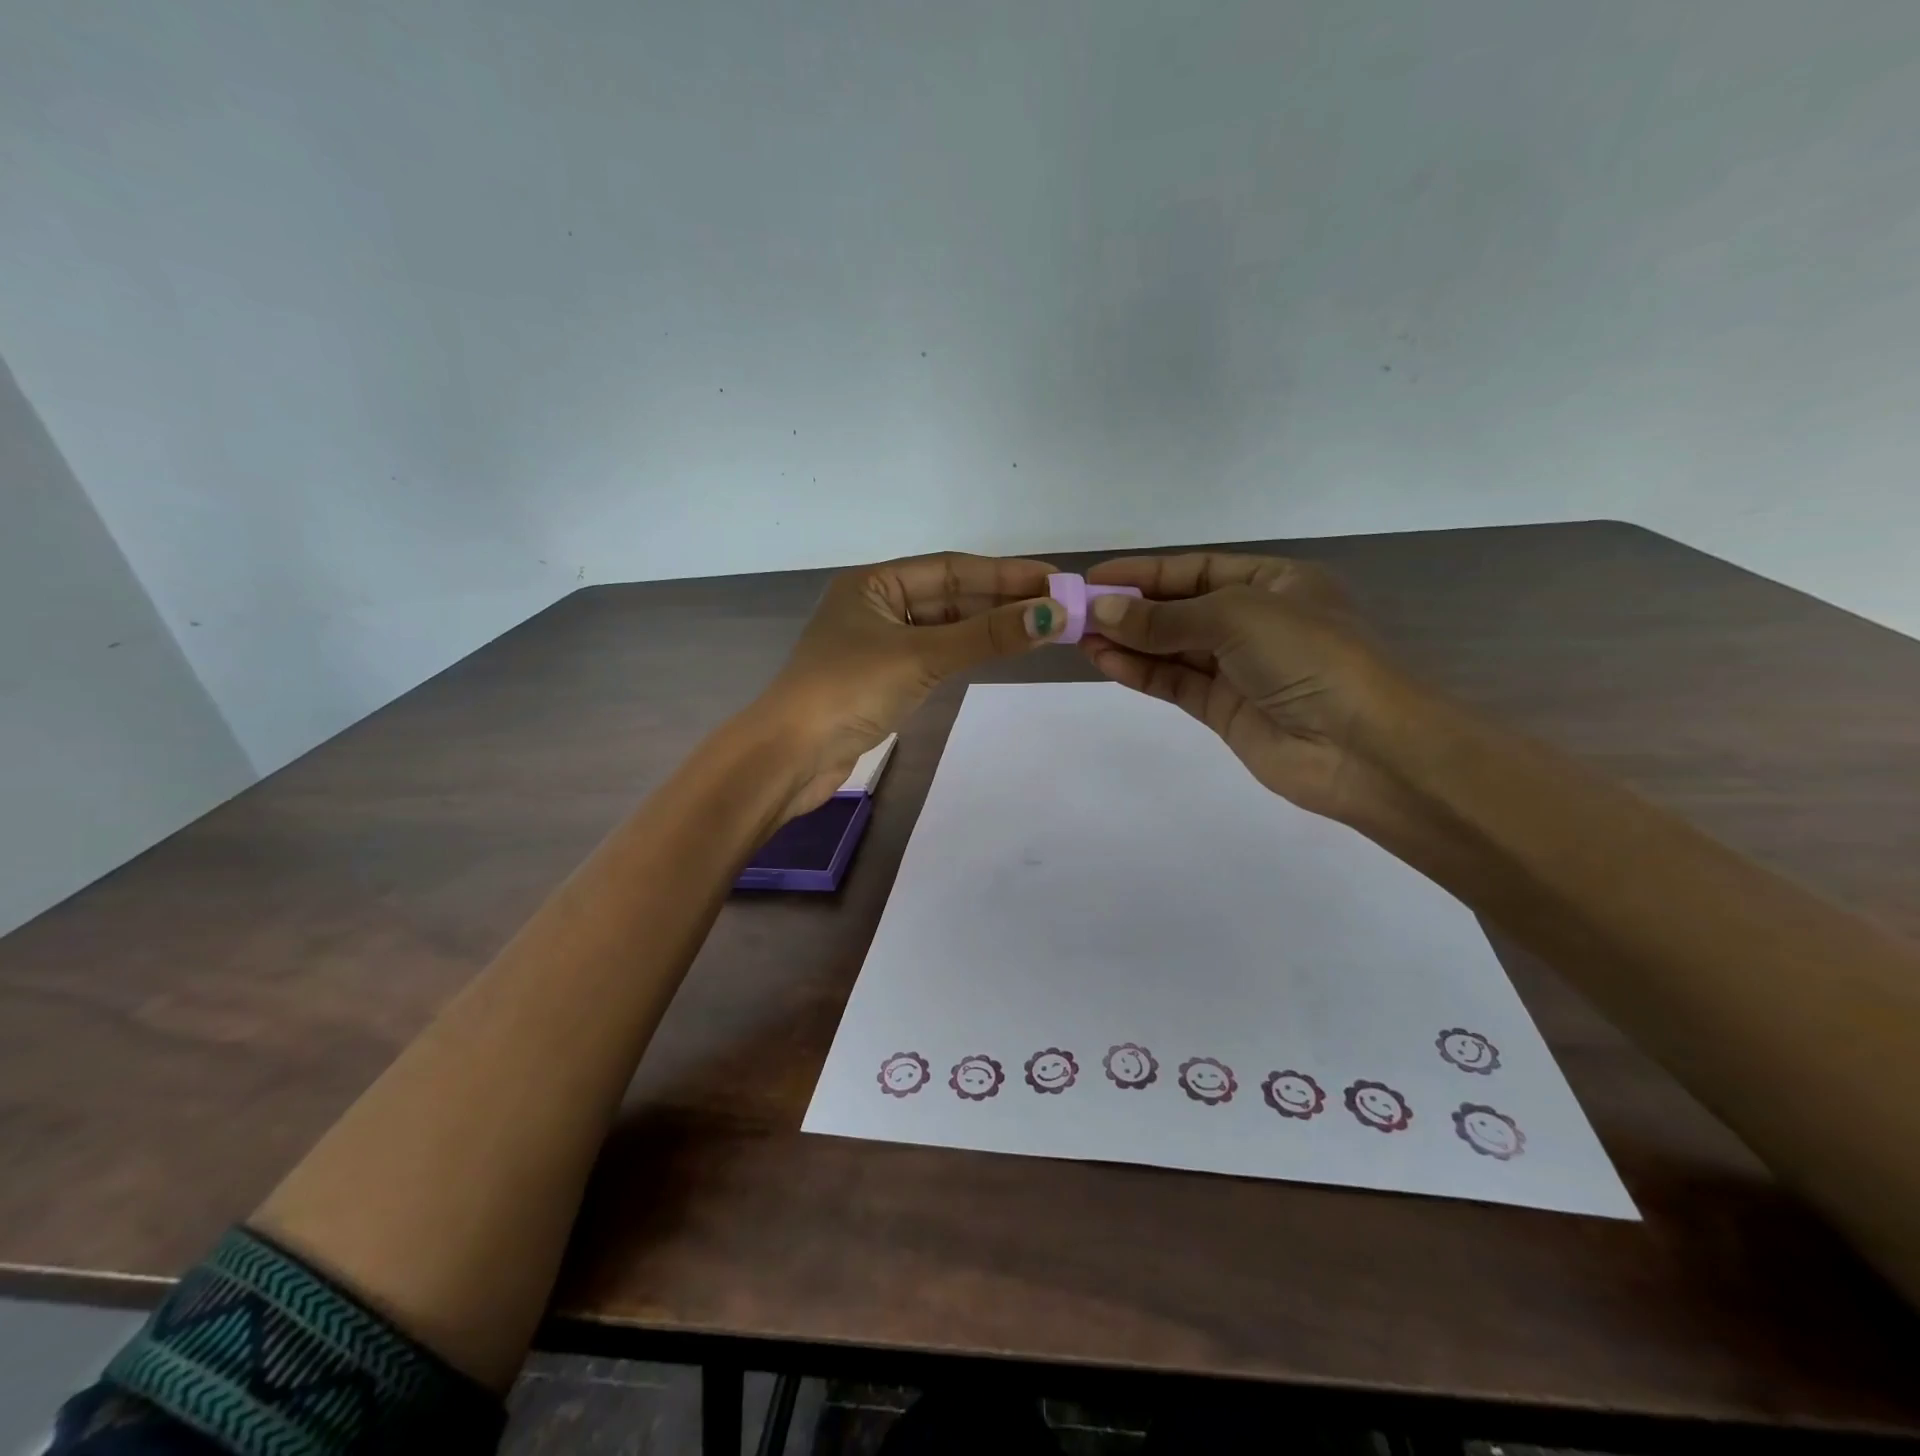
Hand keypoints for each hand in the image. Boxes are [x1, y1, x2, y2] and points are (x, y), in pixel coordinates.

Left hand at [755, 551, 1064, 817]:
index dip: (1004, 573)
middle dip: (1002, 600)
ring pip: (945, 627)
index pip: (951, 568)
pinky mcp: (884, 678)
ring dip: (989, 627)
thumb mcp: (921, 656)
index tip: (1053, 580)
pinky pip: (936, 654)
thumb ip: (986, 636)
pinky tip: (1001, 649)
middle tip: (1059, 606)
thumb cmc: (849, 691)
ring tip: (1043, 627)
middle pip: (950, 596)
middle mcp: (876, 606)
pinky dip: (968, 652)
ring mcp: (879, 644)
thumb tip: (1053, 616)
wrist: (792, 756)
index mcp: (874, 584)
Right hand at [1079, 553, 1404, 822]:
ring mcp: (1238, 669)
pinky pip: (1175, 683)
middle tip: (1077, 612)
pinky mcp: (1224, 710)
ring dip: (1128, 641)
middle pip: (1180, 609)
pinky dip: (1141, 672)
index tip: (1094, 578)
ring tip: (1080, 637)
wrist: (1362, 746)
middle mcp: (1255, 622)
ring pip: (1172, 648)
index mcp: (1274, 583)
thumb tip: (1102, 611)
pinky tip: (1105, 661)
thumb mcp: (1237, 617)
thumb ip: (1165, 618)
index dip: (1145, 573)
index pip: (1197, 570)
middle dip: (1131, 609)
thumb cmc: (1310, 656)